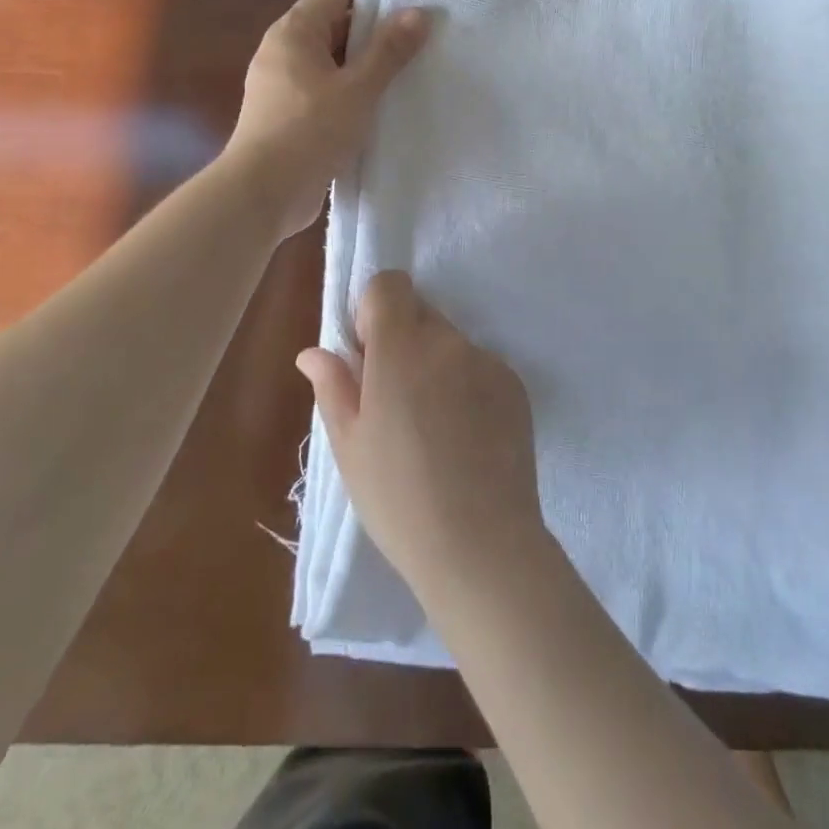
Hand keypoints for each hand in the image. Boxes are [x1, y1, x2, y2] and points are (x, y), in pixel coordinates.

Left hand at [224, 0, 428, 236]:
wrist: (263, 193)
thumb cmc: (310, 131)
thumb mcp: (358, 89)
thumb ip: (389, 50)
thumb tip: (418, 13)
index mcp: (295, 31)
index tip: (412, 10)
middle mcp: (284, 50)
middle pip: (335, 25)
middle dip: (375, 34)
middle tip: (420, 45)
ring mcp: (283, 84)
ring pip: (332, 62)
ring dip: (366, 68)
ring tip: (409, 77)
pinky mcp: (288, 115)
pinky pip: (326, 91)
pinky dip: (351, 94)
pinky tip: (381, 109)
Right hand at [296, 272, 547, 601]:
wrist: (481, 544)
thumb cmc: (398, 498)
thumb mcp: (349, 445)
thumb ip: (333, 386)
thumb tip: (313, 352)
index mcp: (402, 349)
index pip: (390, 284)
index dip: (373, 309)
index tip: (366, 353)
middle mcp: (449, 342)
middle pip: (421, 312)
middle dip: (402, 339)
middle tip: (394, 398)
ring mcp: (488, 361)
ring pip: (451, 342)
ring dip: (435, 364)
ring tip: (431, 428)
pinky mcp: (515, 385)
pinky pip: (480, 366)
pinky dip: (467, 384)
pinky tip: (464, 437)